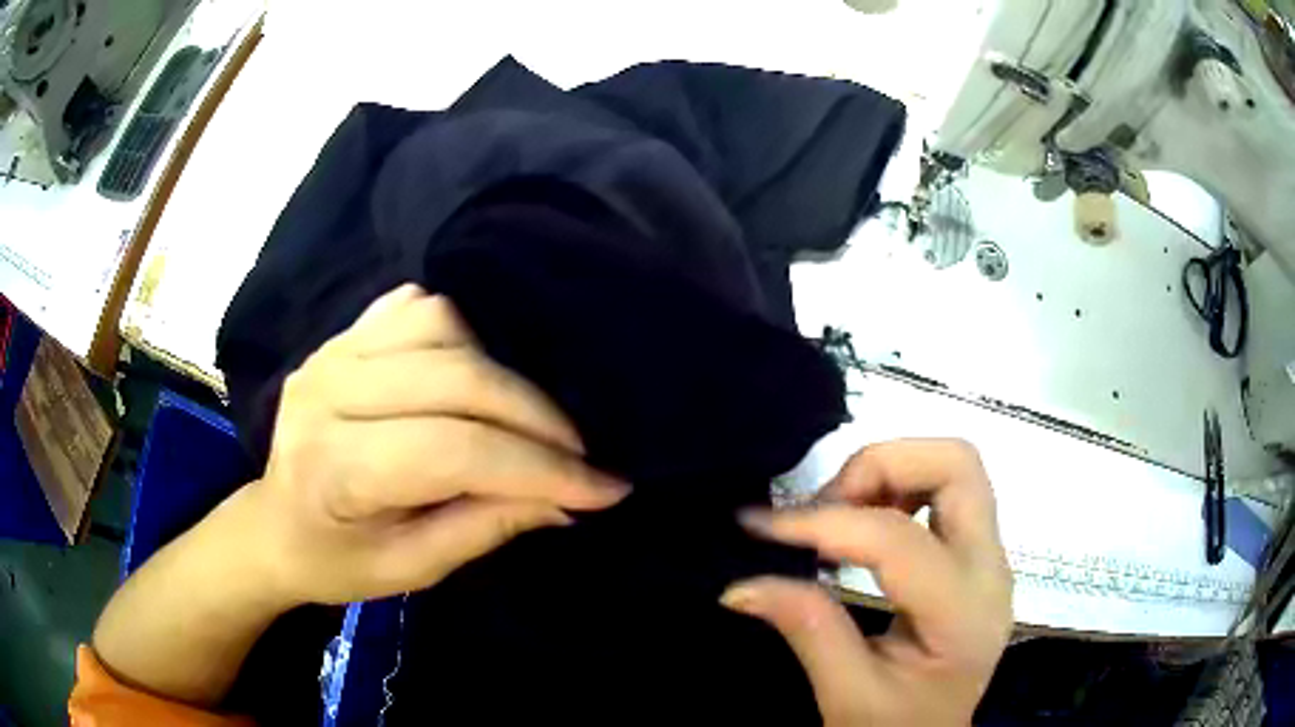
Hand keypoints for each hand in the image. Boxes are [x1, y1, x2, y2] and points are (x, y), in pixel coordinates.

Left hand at [242, 283, 628, 605]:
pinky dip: (462, 332)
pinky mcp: (342, 335)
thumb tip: (568, 500)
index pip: (454, 450)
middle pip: (456, 378)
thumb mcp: (413, 569)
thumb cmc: (336, 561)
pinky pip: (417, 307)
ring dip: (501, 370)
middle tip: (579, 455)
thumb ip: (486, 528)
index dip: (540, 468)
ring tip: (526, 418)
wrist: (275, 525)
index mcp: (335, 469)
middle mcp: (329, 392)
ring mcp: (332, 351)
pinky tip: (476, 370)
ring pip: (442, 325)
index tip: (605, 488)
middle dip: (537, 417)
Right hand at [722, 440, 1012, 725]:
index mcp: (964, 614)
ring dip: (892, 471)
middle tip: (824, 507)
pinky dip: (901, 486)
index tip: (761, 526)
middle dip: (881, 467)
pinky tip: (865, 525)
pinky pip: (948, 489)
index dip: (825, 523)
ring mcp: (991, 556)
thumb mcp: (847, 696)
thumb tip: (742, 584)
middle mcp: (991, 570)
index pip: (898, 539)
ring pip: (955, 465)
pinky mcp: (977, 553)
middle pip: (956, 465)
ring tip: (840, 514)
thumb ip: (806, 631)